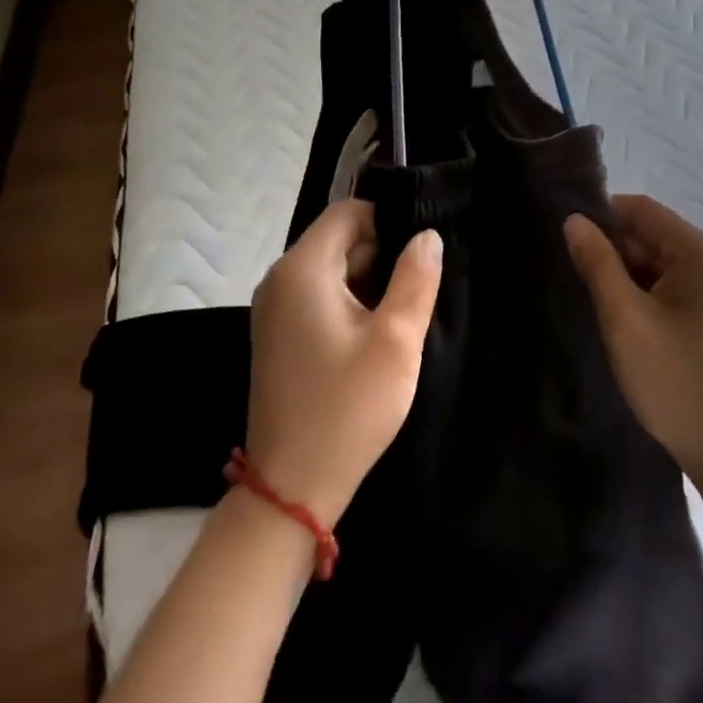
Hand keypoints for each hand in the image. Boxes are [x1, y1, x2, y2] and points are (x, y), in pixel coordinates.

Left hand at [247, 200, 442, 526]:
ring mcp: (275, 308)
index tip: (419, 256)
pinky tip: (373, 338)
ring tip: (400, 318)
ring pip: (332, 269)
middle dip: (381, 257)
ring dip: (368, 283)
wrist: (291, 490)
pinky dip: (349, 305)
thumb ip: (416, 278)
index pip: (348, 212)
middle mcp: (280, 279)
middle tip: (416, 293)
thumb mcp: (395, 341)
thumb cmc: (347, 409)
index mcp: (302, 268)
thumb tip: (427, 235)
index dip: (388, 223)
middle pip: (339, 239)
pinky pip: (319, 296)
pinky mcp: (278, 335)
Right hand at [565, 195, 702, 480]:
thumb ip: (597, 262)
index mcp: (698, 251)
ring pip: (653, 259)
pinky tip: (618, 316)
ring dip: (622, 274)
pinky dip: (638, 292)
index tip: (566, 240)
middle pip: (648, 232)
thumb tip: (573, 220)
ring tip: (589, 297)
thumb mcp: (624, 317)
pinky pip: (664, 283)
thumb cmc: (674, 378)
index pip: (640, 208)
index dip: (601, 217)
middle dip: (611, 249)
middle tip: (574, 275)